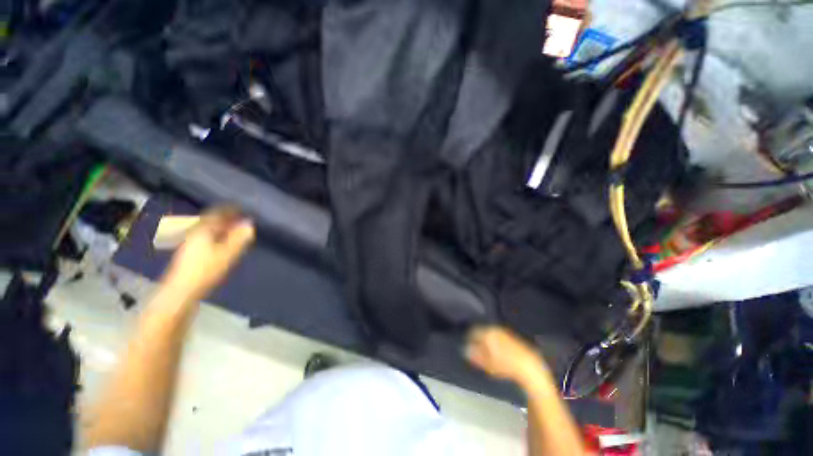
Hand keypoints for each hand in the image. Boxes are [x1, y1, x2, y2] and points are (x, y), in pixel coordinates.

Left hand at [161, 207, 254, 300]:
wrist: (181, 292)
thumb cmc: (205, 270)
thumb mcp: (227, 253)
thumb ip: (239, 238)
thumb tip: (249, 224)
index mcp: (202, 230)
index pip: (217, 213)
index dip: (230, 209)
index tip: (242, 207)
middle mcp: (195, 233)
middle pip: (212, 221)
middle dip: (227, 218)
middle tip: (243, 218)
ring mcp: (191, 244)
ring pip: (209, 230)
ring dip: (223, 228)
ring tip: (237, 230)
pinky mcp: (191, 255)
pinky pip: (208, 239)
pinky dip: (218, 237)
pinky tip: (225, 243)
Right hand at [466, 326, 547, 386]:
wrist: (529, 367)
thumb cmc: (505, 365)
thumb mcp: (487, 363)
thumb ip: (475, 355)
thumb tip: (465, 349)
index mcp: (487, 332)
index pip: (473, 332)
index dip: (469, 339)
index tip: (468, 346)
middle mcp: (495, 329)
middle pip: (483, 331)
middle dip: (479, 339)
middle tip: (477, 350)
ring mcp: (505, 332)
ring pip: (492, 334)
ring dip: (488, 341)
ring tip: (487, 352)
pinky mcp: (514, 337)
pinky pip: (500, 337)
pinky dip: (496, 342)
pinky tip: (498, 352)